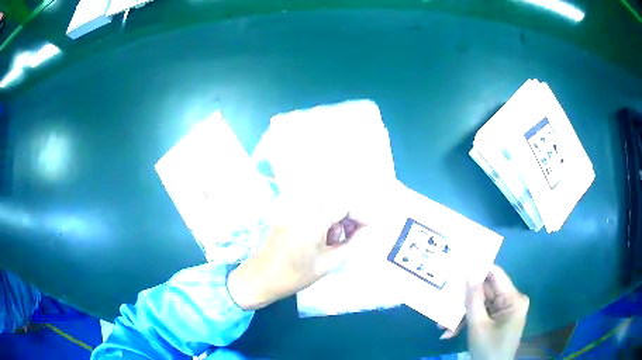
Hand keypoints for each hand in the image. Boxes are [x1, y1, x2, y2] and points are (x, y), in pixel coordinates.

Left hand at [227, 199, 365, 309]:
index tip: (369, 227)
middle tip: (354, 232)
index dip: (360, 213)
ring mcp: (289, 207)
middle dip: (349, 212)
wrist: (260, 278)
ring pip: (323, 198)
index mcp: (310, 222)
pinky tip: (322, 233)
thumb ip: (351, 244)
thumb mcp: (327, 264)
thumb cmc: (294, 276)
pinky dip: (322, 213)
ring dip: (335, 212)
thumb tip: (366, 231)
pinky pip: (310, 204)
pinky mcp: (284, 210)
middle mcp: (299, 208)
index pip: (343, 204)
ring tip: (336, 236)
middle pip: (333, 197)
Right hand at [440, 265, 528, 359]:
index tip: (458, 267)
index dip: (478, 270)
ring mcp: (504, 312)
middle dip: (464, 301)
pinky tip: (450, 333)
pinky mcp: (497, 320)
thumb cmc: (489, 349)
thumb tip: (468, 275)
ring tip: (441, 325)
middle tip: (443, 300)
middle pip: (485, 292)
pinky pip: (481, 315)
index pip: (496, 275)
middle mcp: (511, 301)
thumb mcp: (478, 326)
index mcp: (513, 299)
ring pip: (480, 305)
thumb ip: (473, 300)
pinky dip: (466, 323)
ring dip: (461, 316)